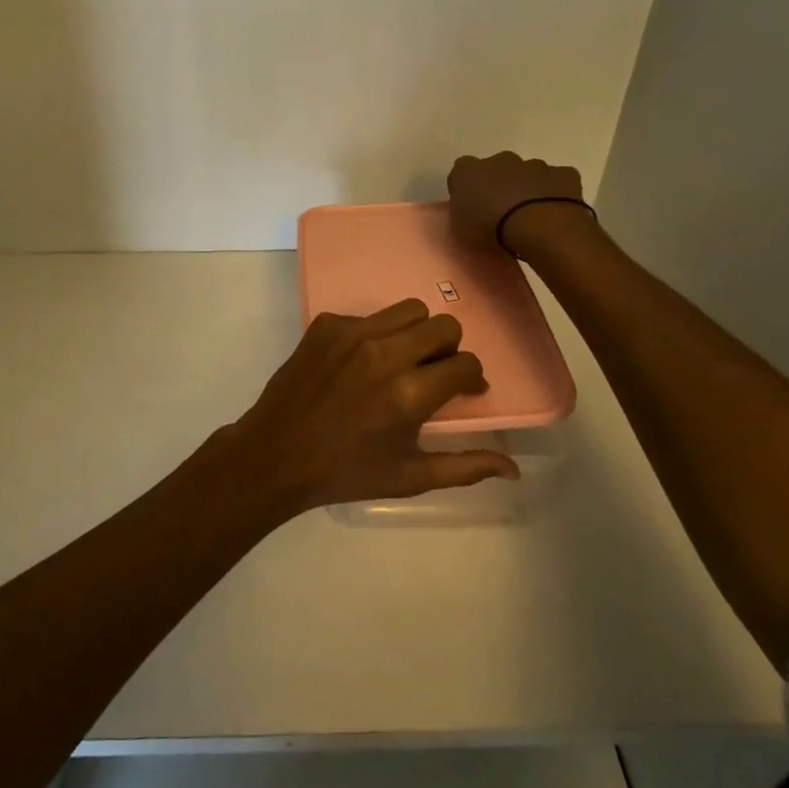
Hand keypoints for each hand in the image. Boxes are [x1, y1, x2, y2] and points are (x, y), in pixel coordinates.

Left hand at [228, 299, 517, 511]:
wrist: (276, 454)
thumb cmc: (346, 472)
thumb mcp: (409, 477)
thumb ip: (464, 467)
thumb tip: (513, 469)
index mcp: (409, 393)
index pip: (465, 364)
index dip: (471, 379)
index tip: (463, 391)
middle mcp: (385, 353)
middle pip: (443, 326)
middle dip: (449, 349)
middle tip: (433, 372)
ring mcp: (353, 332)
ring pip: (409, 310)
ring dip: (416, 332)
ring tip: (403, 360)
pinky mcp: (327, 324)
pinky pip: (369, 315)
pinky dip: (376, 334)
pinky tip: (360, 363)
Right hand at [447, 151, 586, 251]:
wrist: (538, 227)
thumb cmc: (490, 229)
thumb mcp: (460, 229)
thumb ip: (462, 213)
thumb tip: (469, 211)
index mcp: (468, 170)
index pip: (462, 171)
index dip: (467, 188)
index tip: (472, 207)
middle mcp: (500, 159)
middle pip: (498, 168)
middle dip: (500, 185)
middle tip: (503, 212)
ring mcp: (534, 164)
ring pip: (529, 173)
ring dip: (528, 189)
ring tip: (531, 217)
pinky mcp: (563, 174)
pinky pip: (558, 181)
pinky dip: (556, 193)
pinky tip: (555, 213)